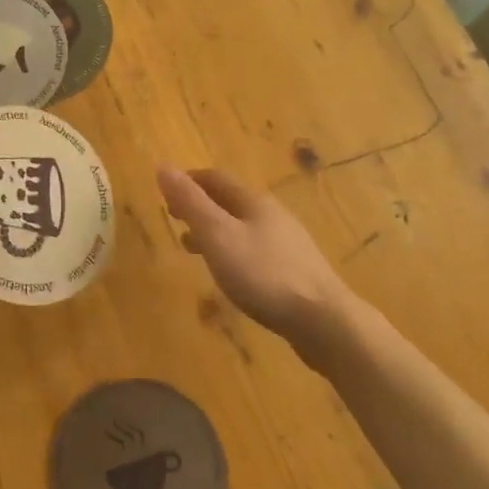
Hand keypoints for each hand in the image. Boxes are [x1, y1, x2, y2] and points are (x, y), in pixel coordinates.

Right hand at [158, 165, 357, 340]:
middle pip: (230, 200)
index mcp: (253, 201)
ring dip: (215, 230)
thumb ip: (190, 203)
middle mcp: (273, 215)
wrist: (324, 321)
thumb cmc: (264, 274)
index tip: (166, 194)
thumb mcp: (218, 236)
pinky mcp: (295, 271)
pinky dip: (232, 251)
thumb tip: (164, 167)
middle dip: (200, 206)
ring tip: (193, 249)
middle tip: (175, 220)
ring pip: (243, 226)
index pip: (215, 178)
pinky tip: (230, 273)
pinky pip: (255, 250)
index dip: (189, 181)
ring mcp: (288, 243)